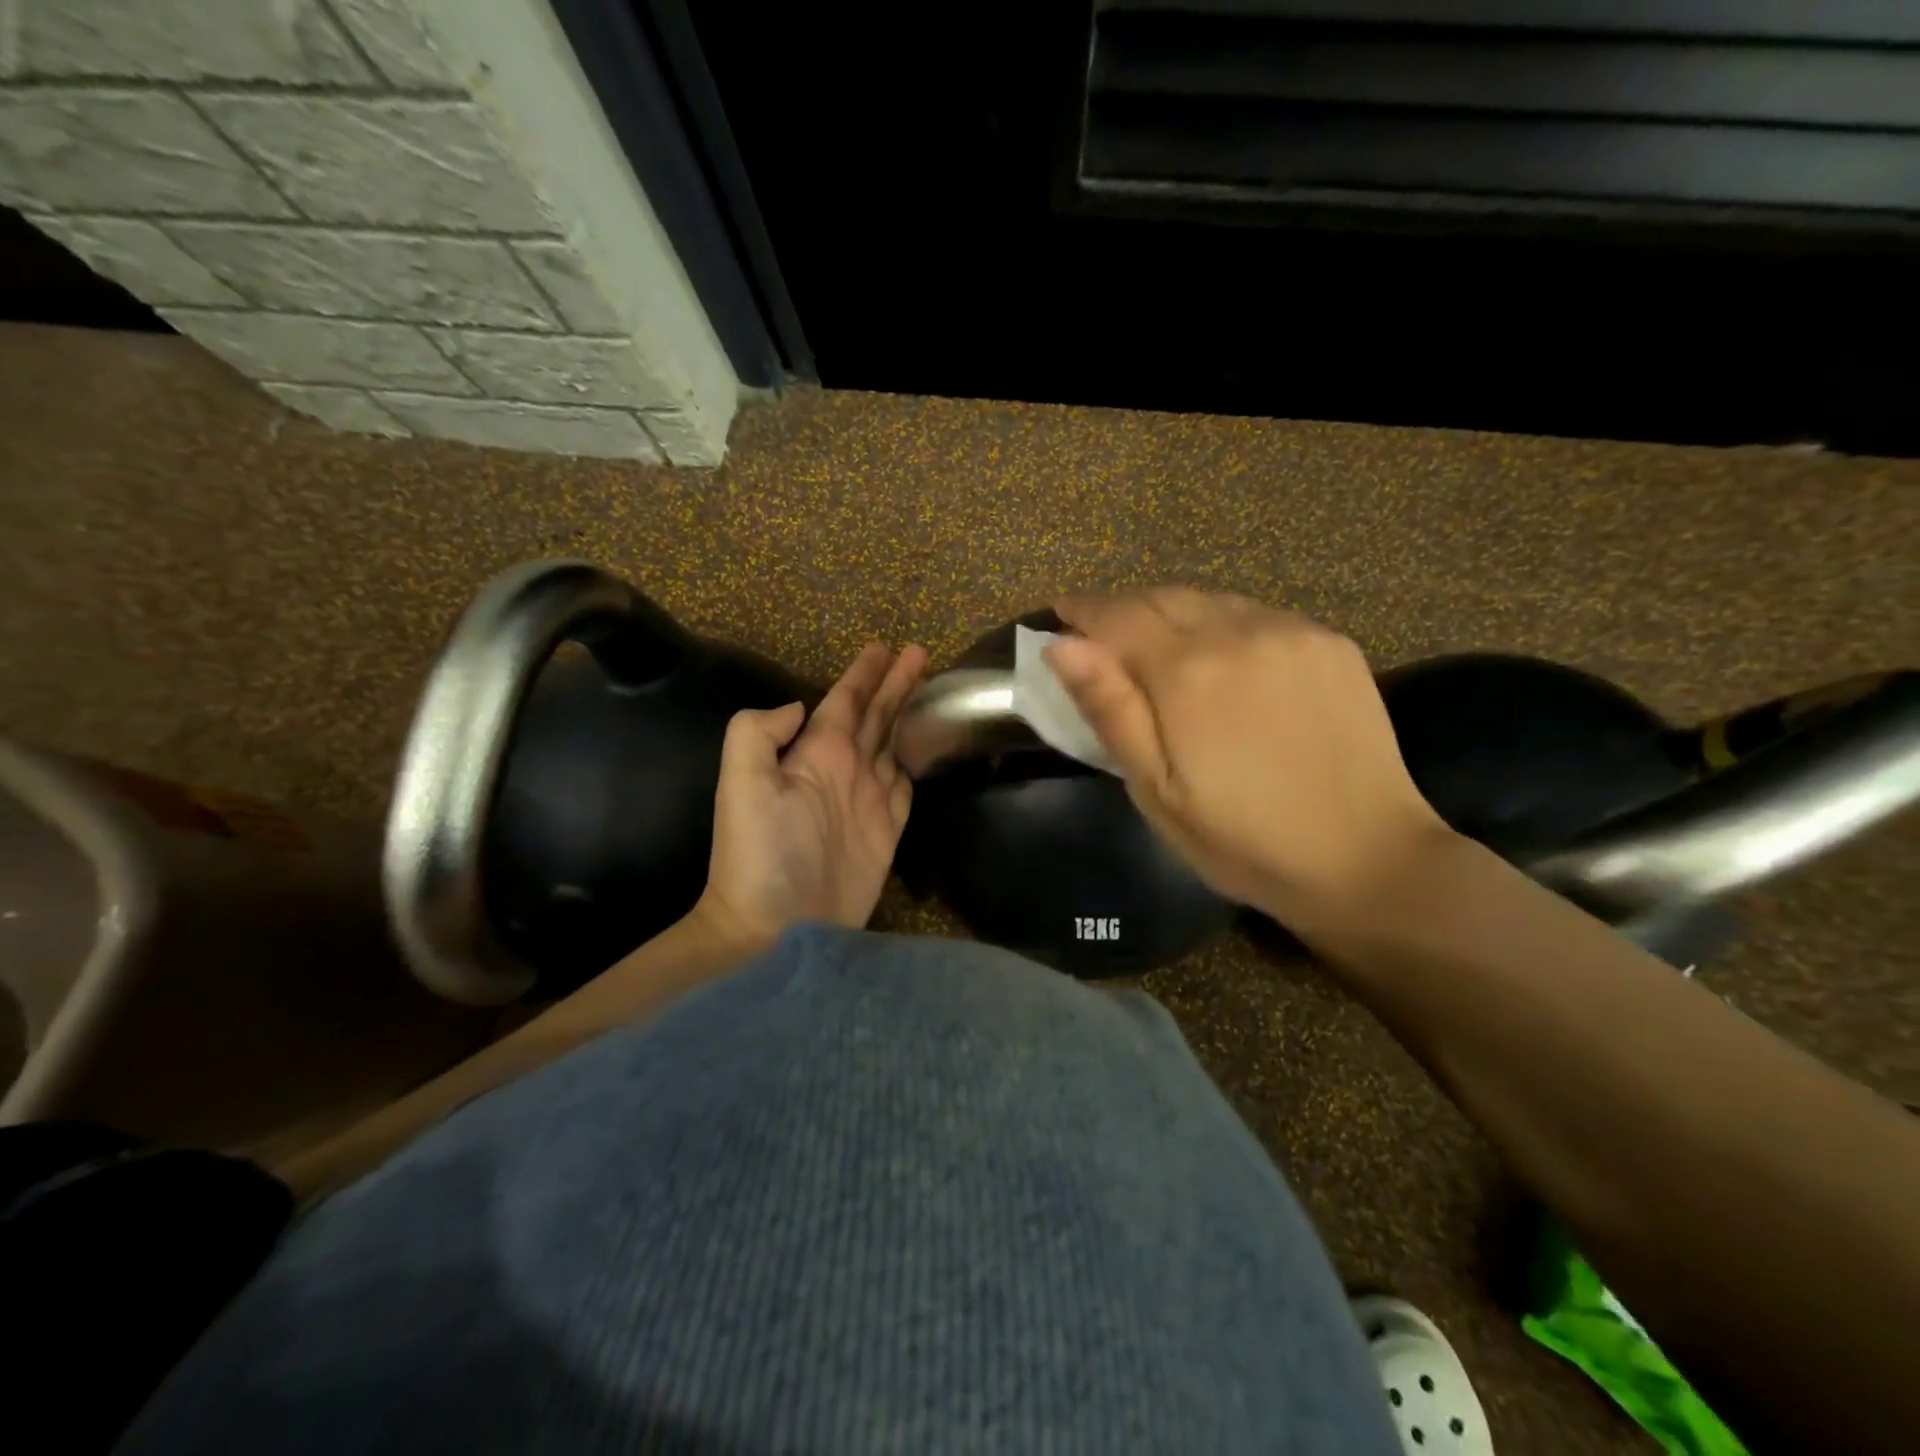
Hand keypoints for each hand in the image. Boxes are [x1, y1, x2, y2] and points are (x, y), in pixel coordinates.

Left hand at [694, 642, 927, 946]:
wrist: (775, 927)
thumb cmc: (761, 853)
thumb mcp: (742, 782)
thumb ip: (760, 732)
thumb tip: (801, 707)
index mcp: (815, 752)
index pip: (845, 700)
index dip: (865, 673)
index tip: (887, 646)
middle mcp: (844, 769)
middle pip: (876, 715)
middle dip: (896, 684)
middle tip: (921, 653)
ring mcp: (867, 800)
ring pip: (894, 744)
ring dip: (909, 716)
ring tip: (930, 691)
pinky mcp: (887, 831)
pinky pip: (907, 786)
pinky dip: (917, 764)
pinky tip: (926, 748)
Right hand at [1045, 588, 1451, 937]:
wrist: (1367, 859)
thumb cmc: (1242, 840)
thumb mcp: (1156, 791)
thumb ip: (1110, 710)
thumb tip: (1061, 647)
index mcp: (1187, 672)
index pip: (1117, 616)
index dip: (1083, 611)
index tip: (1060, 613)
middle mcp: (1238, 632)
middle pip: (1163, 598)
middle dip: (1124, 610)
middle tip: (1101, 635)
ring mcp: (1291, 632)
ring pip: (1210, 601)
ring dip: (1172, 614)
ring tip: (1156, 646)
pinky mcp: (1329, 643)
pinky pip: (1256, 615)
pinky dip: (1222, 624)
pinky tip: (1222, 659)